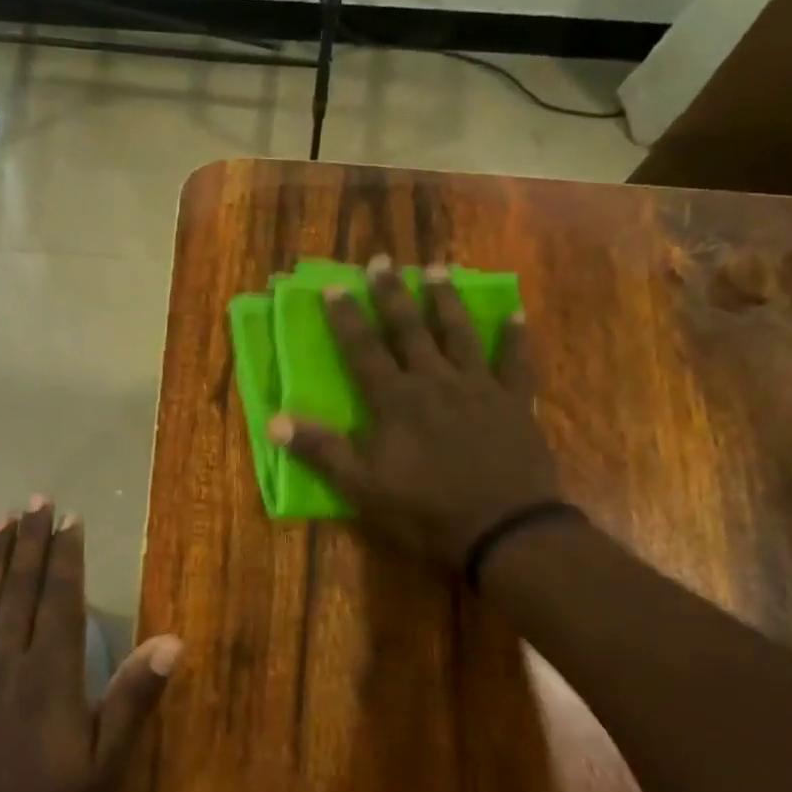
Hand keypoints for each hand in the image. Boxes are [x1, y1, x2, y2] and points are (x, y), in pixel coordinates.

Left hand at [0, 499, 183, 791]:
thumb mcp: (107, 769)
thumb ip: (133, 700)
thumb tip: (173, 641)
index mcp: (50, 677)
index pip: (60, 600)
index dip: (66, 557)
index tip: (69, 518)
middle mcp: (7, 665)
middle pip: (20, 589)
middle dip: (29, 541)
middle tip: (35, 500)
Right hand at [271, 257, 561, 571]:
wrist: (503, 531)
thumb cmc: (425, 511)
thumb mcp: (362, 488)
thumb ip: (321, 450)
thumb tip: (274, 421)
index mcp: (395, 400)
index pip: (364, 349)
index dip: (347, 318)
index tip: (335, 285)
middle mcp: (434, 381)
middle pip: (409, 329)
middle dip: (392, 293)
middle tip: (383, 260)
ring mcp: (478, 388)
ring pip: (459, 334)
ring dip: (446, 300)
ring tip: (438, 268)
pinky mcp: (513, 403)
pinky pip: (515, 363)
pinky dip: (515, 338)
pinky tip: (516, 314)